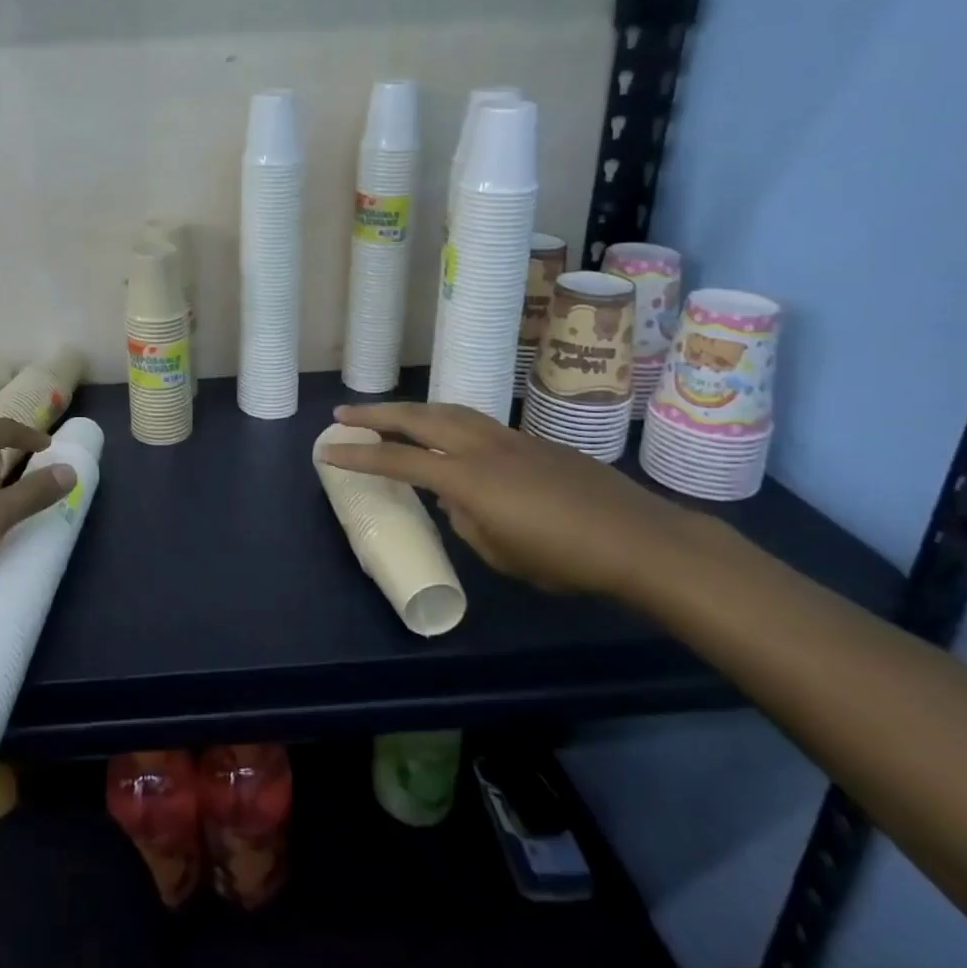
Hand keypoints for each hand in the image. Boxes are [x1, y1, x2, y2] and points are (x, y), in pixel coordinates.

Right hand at [319, 402, 706, 596]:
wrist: (639, 539)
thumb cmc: (565, 558)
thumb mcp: (501, 552)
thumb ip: (466, 520)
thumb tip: (455, 501)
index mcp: (467, 478)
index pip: (398, 460)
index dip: (359, 455)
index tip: (327, 450)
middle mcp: (481, 446)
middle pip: (418, 417)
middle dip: (376, 414)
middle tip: (345, 412)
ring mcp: (509, 437)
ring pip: (448, 410)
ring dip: (412, 409)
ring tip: (391, 414)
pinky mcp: (532, 440)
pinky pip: (478, 422)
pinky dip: (450, 422)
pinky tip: (452, 439)